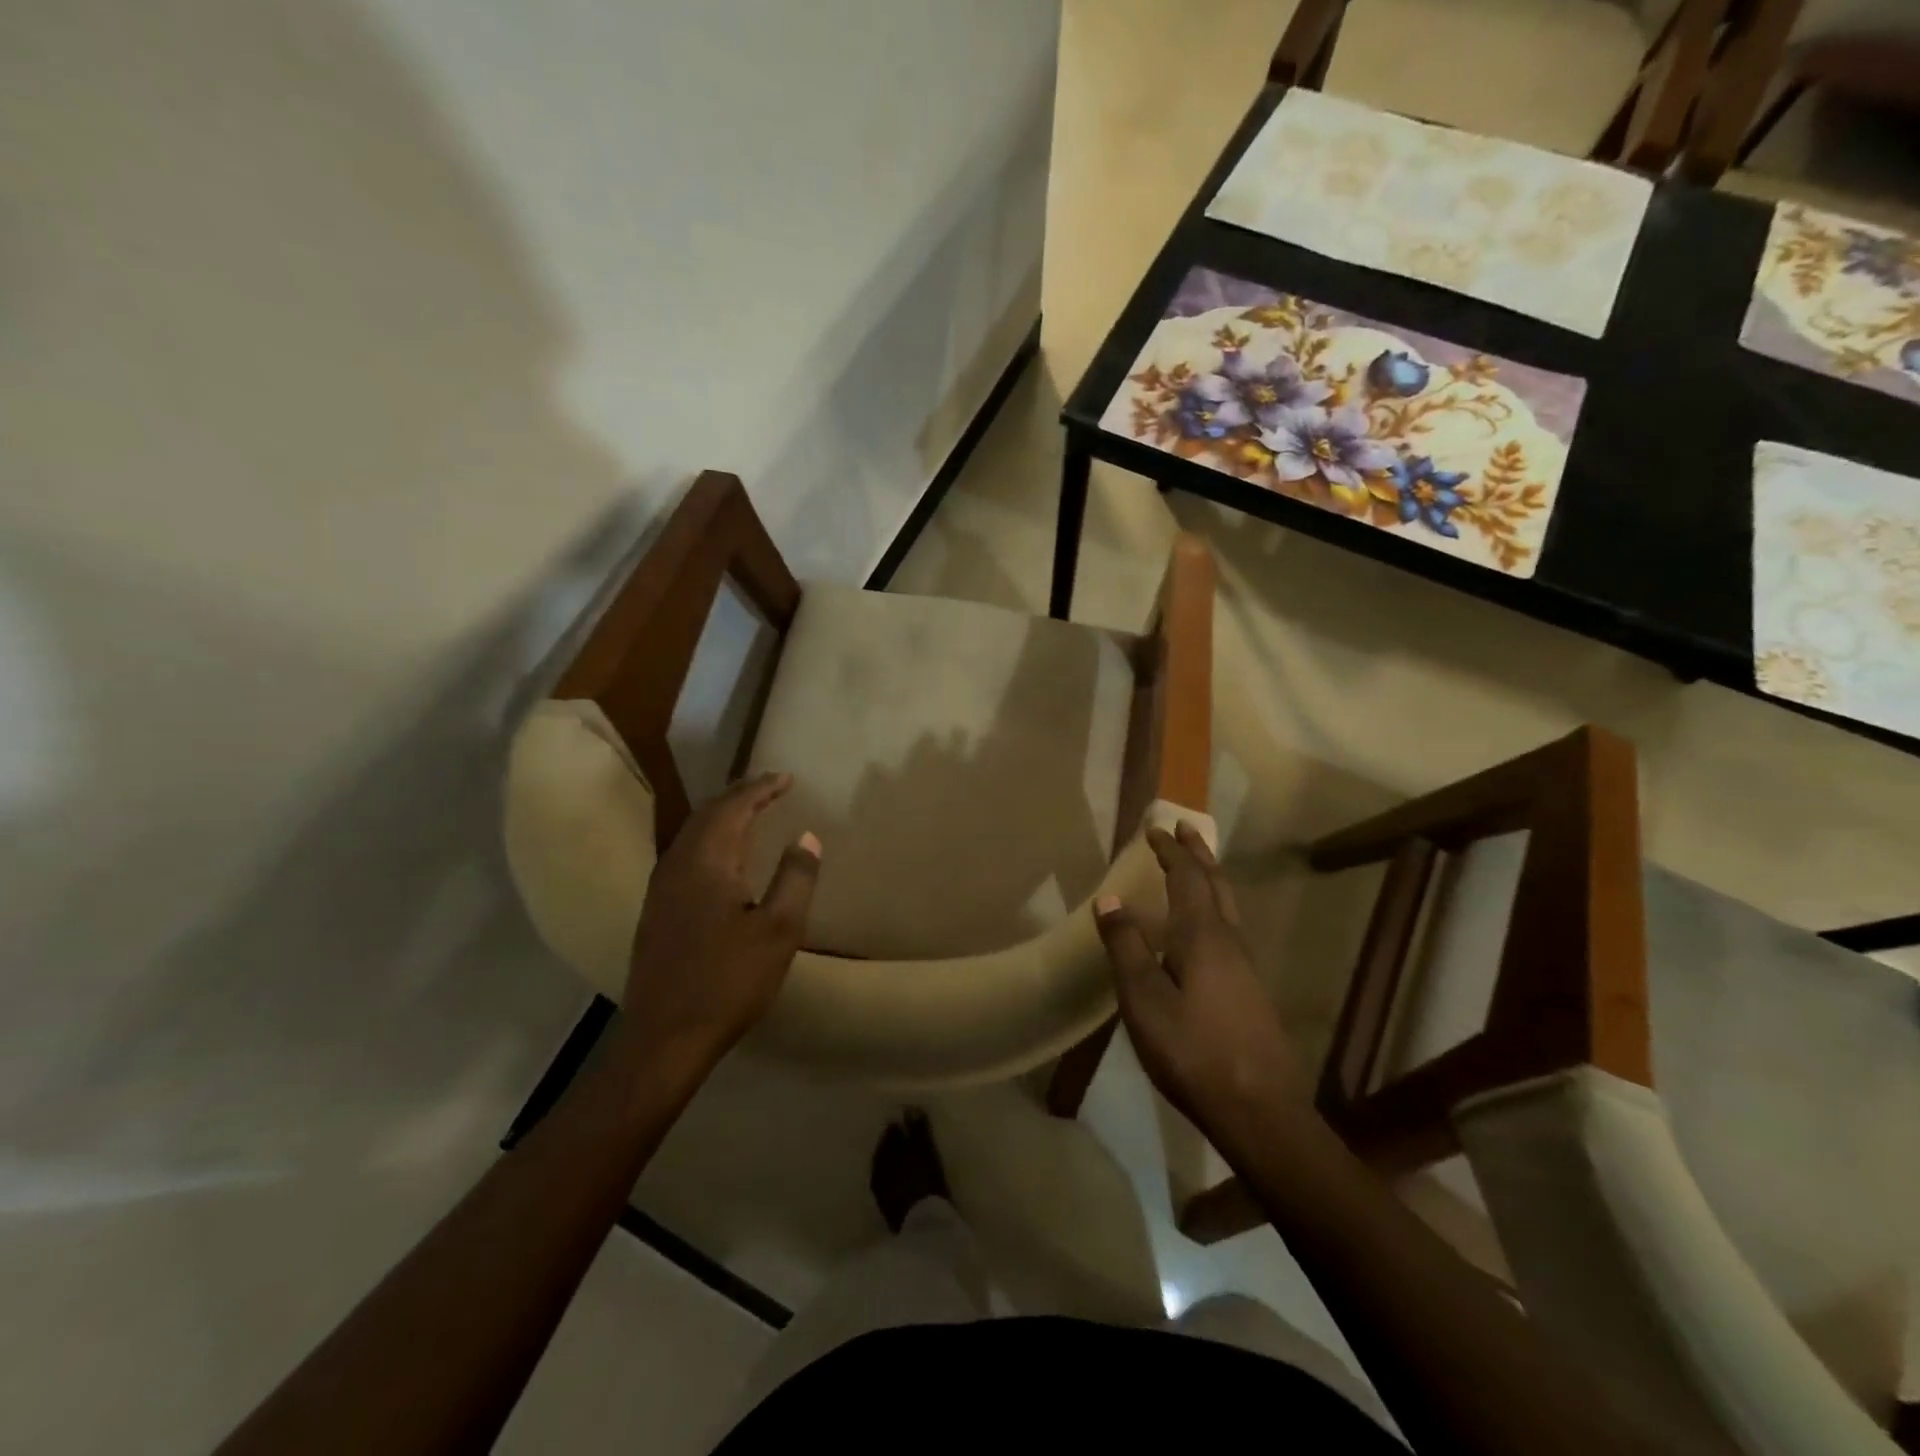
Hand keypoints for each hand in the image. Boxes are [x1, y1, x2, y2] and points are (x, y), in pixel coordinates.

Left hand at [619, 772, 819, 1084]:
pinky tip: (722, 855)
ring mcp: (661, 888)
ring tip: (751, 811)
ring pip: (692, 832)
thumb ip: (795, 878)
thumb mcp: (779, 930)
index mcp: (707, 862)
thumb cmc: (729, 981)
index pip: (734, 807)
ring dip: (723, 815)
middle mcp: (677, 864)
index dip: (761, 788)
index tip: (787, 777)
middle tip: (771, 787)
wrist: (665, 1037)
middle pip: (708, 813)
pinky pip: (685, 853)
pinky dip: (709, 838)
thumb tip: (807, 837)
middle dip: (741, 795)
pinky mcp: (656, 910)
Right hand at [1094, 822, 1308, 1142]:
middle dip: (1199, 854)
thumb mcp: (1145, 1000)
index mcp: (1203, 937)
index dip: (1171, 852)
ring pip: (1228, 907)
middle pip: (1217, 885)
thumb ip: (1126, 948)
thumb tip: (1110, 899)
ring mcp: (1246, 967)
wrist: (1260, 1110)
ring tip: (1196, 868)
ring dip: (1211, 879)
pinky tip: (1206, 931)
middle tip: (1186, 829)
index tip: (1156, 829)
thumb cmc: (1193, 1051)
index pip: (1187, 879)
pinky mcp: (1251, 991)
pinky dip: (1214, 908)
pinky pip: (1230, 929)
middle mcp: (1230, 942)